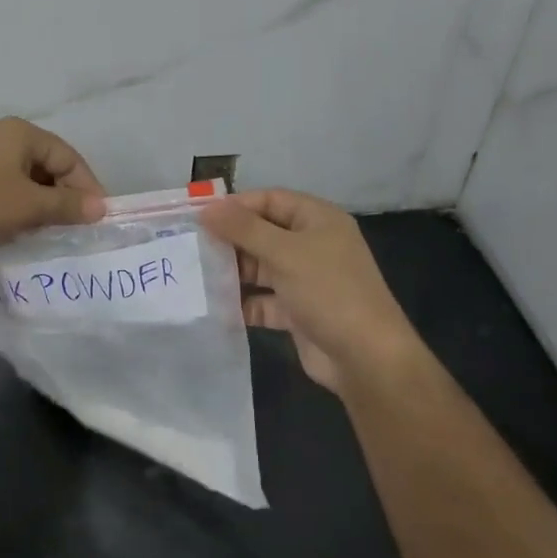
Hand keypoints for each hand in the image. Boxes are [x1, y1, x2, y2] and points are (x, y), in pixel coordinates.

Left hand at [0, 118, 105, 253]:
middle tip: (71, 229)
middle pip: (48, 167)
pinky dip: (15, 206)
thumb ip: (66, 206)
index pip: (70, 158)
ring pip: (26, 180)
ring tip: (43, 232)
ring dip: (38, 205)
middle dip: (62, 198)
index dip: (87, 188)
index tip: (96, 220)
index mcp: (23, 134)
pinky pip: (4, 187)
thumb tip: (101, 208)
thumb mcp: (27, 206)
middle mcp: (4, 137)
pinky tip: (13, 229)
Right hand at [200, 188, 423, 394]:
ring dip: (233, 272)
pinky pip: (263, 300)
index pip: (270, 200)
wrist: (365, 357)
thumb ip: (243, 229)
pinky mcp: (297, 312)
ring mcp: (305, 280)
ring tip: (195, 275)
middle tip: (191, 246)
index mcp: (317, 220)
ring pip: (260, 268)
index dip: (236, 205)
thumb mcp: (284, 253)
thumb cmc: (328, 291)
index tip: (200, 216)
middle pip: (262, 233)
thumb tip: (206, 208)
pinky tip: (214, 306)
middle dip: (230, 240)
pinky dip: (242, 303)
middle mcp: (312, 245)